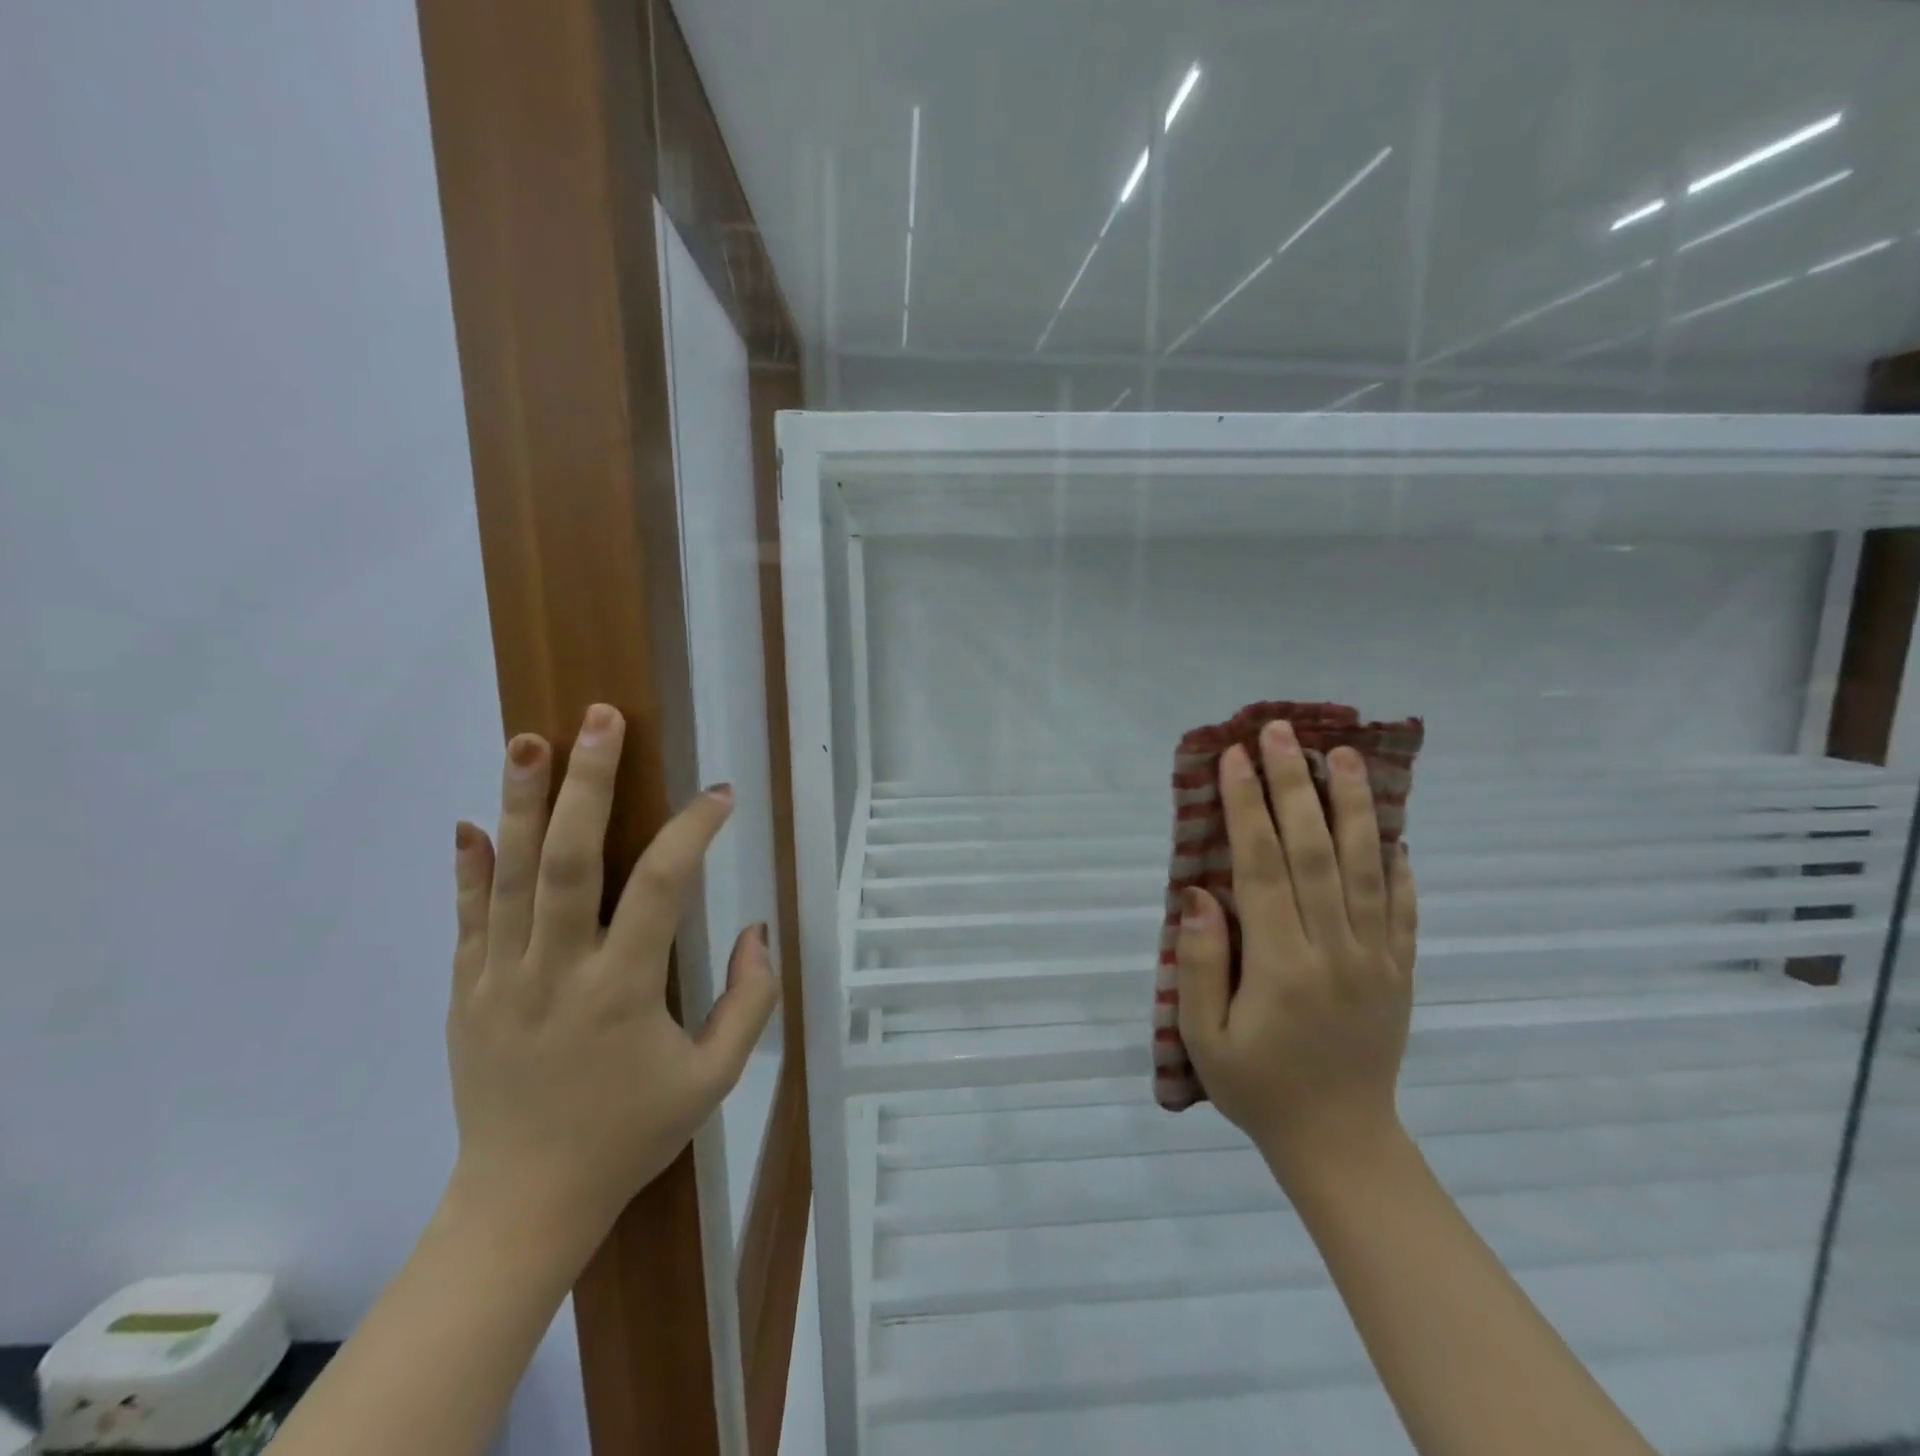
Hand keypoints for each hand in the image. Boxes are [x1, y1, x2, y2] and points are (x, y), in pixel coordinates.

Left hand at [444, 704, 779, 1242]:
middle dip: (588, 783)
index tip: (719, 793)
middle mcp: (557, 972)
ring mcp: (501, 980)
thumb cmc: (631, 1135)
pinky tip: (471, 820)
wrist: (523, 1203)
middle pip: (571, 861)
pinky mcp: (467, 993)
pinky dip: (469, 867)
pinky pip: (467, 919)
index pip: (661, 888)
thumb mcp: (715, 1079)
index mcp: (623, 992)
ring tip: (529, 738)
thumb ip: (750, 1000)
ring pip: (511, 876)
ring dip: (521, 802)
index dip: (694, 831)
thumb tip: (760, 929)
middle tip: (600, 719)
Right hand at [1175, 719, 1417, 1186]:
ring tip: (1342, 755)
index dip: (1246, 807)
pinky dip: (1396, 862)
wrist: (1342, 1144)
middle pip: (1315, 851)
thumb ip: (1198, 965)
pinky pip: (1402, 907)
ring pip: (1366, 867)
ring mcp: (1375, 958)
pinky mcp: (1400, 970)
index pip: (1262, 867)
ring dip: (1353, 806)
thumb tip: (1199, 895)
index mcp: (1281, 965)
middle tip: (1282, 732)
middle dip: (1294, 785)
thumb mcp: (1203, 1039)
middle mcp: (1334, 950)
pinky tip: (1391, 827)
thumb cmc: (1257, 1088)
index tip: (1234, 758)